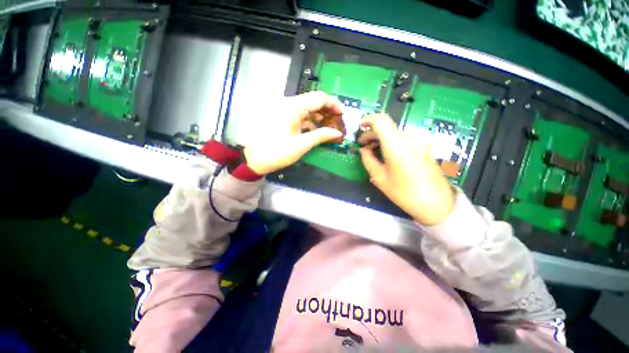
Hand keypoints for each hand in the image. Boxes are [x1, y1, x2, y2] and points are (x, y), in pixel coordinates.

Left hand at [243, 92, 343, 174]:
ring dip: (318, 116)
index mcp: (293, 107)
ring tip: (328, 127)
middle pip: (313, 101)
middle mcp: (288, 103)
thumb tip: (337, 133)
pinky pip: (298, 114)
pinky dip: (308, 120)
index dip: (333, 103)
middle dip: (326, 110)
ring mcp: (283, 109)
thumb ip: (321, 136)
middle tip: (336, 122)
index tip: (341, 114)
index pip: (319, 97)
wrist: (253, 158)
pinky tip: (315, 129)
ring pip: (306, 107)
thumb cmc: (277, 152)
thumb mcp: (301, 145)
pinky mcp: (280, 116)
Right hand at [359, 114, 454, 224]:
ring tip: (372, 152)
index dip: (368, 120)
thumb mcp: (380, 178)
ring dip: (381, 139)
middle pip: (386, 127)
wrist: (436, 203)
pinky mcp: (423, 145)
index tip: (359, 128)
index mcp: (396, 144)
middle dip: (371, 134)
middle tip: (363, 147)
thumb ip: (368, 160)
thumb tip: (362, 150)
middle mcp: (409, 137)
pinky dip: (390, 142)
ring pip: (393, 133)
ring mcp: (419, 140)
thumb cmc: (404, 193)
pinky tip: (385, 154)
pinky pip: (402, 138)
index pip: (380, 120)